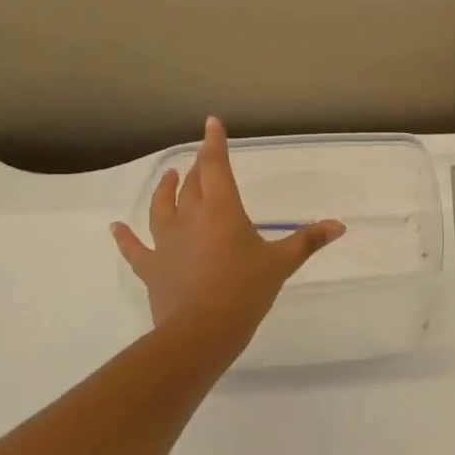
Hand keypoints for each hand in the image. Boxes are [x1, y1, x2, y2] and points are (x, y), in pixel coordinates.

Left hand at [111, 117, 344, 338]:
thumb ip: (308, 241)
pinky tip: (115, 227)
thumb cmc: (245, 290)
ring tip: (169, 176)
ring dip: (165, 189)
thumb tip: (339, 225)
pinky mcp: (152, 267)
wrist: (201, 332)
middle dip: (199, 167)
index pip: (216, 167)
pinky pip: (134, 248)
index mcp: (222, 210)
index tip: (211, 123)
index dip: (214, 144)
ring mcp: (166, 242)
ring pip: (162, 207)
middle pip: (192, 184)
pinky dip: (124, 238)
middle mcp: (190, 218)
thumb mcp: (281, 263)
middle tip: (203, 158)